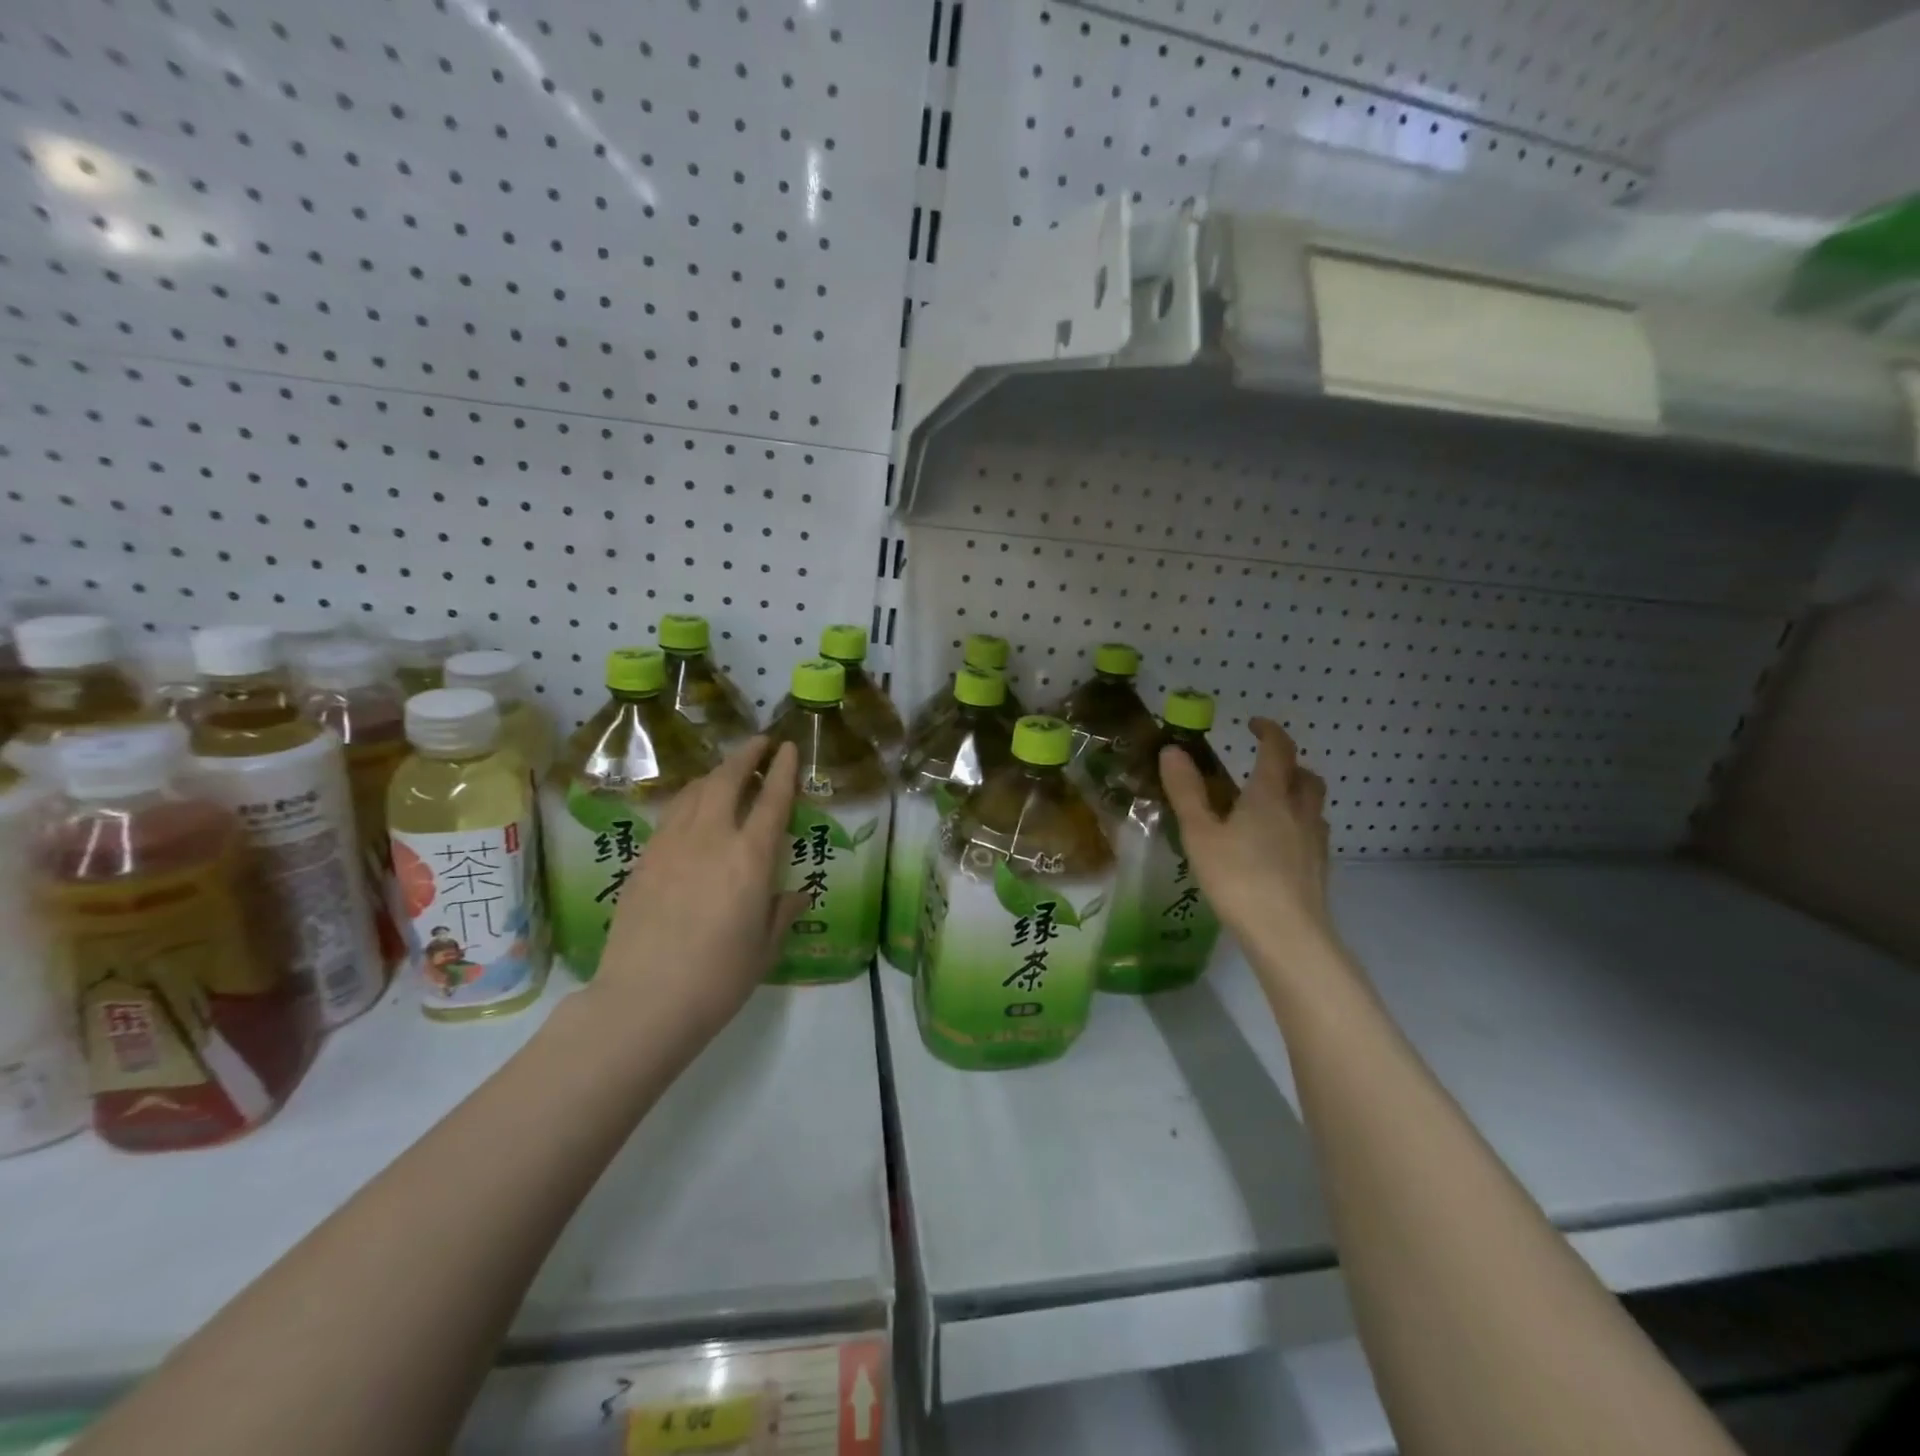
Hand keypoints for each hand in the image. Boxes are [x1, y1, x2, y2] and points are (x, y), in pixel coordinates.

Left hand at [590, 736, 805, 1044]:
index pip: (771, 800)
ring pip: (694, 792)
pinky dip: (689, 800)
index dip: (783, 770)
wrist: (643, 1001)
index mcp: (750, 858)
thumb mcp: (764, 948)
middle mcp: (711, 839)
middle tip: (759, 743)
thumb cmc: (718, 978)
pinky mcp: (643, 860)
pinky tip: (692, 808)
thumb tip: (797, 894)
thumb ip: (782, 913)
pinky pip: (670, 815)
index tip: (788, 748)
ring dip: (715, 774)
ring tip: (727, 771)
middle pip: (727, 780)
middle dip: (746, 756)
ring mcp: (671, 846)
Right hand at [1160, 717, 1335, 961]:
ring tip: (1270, 807)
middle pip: (1306, 776)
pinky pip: (1312, 834)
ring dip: (1297, 795)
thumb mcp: (1200, 833)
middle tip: (1264, 768)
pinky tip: (1277, 847)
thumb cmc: (1238, 878)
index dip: (1269, 731)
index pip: (1278, 750)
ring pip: (1313, 806)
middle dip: (1289, 764)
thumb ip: (1186, 791)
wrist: (1287, 935)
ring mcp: (1314, 842)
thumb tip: (1173, 750)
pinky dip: (1298, 826)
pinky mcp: (1319, 869)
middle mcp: (1299, 812)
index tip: (1253, 724)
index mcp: (1270, 796)